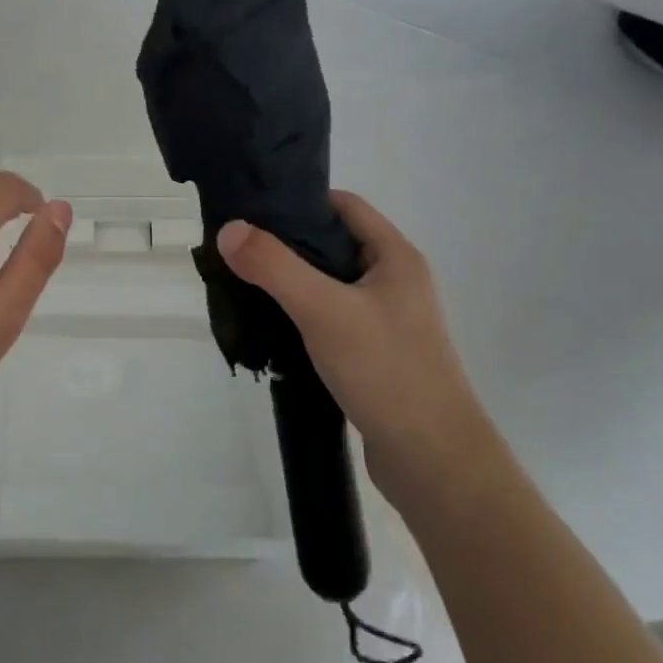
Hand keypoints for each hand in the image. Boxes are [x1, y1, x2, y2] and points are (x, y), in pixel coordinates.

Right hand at [216, 191, 492, 503]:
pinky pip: (332, 318)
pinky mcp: (376, 354)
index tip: (254, 209)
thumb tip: (229, 229)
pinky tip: (273, 327)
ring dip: (292, 282)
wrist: (433, 461)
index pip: (344, 206)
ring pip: (331, 284)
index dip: (301, 201)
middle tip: (240, 248)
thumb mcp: (324, 310)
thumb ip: (274, 266)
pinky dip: (303, 315)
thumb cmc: (385, 371)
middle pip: (334, 244)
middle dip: (288, 243)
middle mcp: (395, 282)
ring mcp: (387, 320)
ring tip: (246, 285)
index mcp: (395, 258)